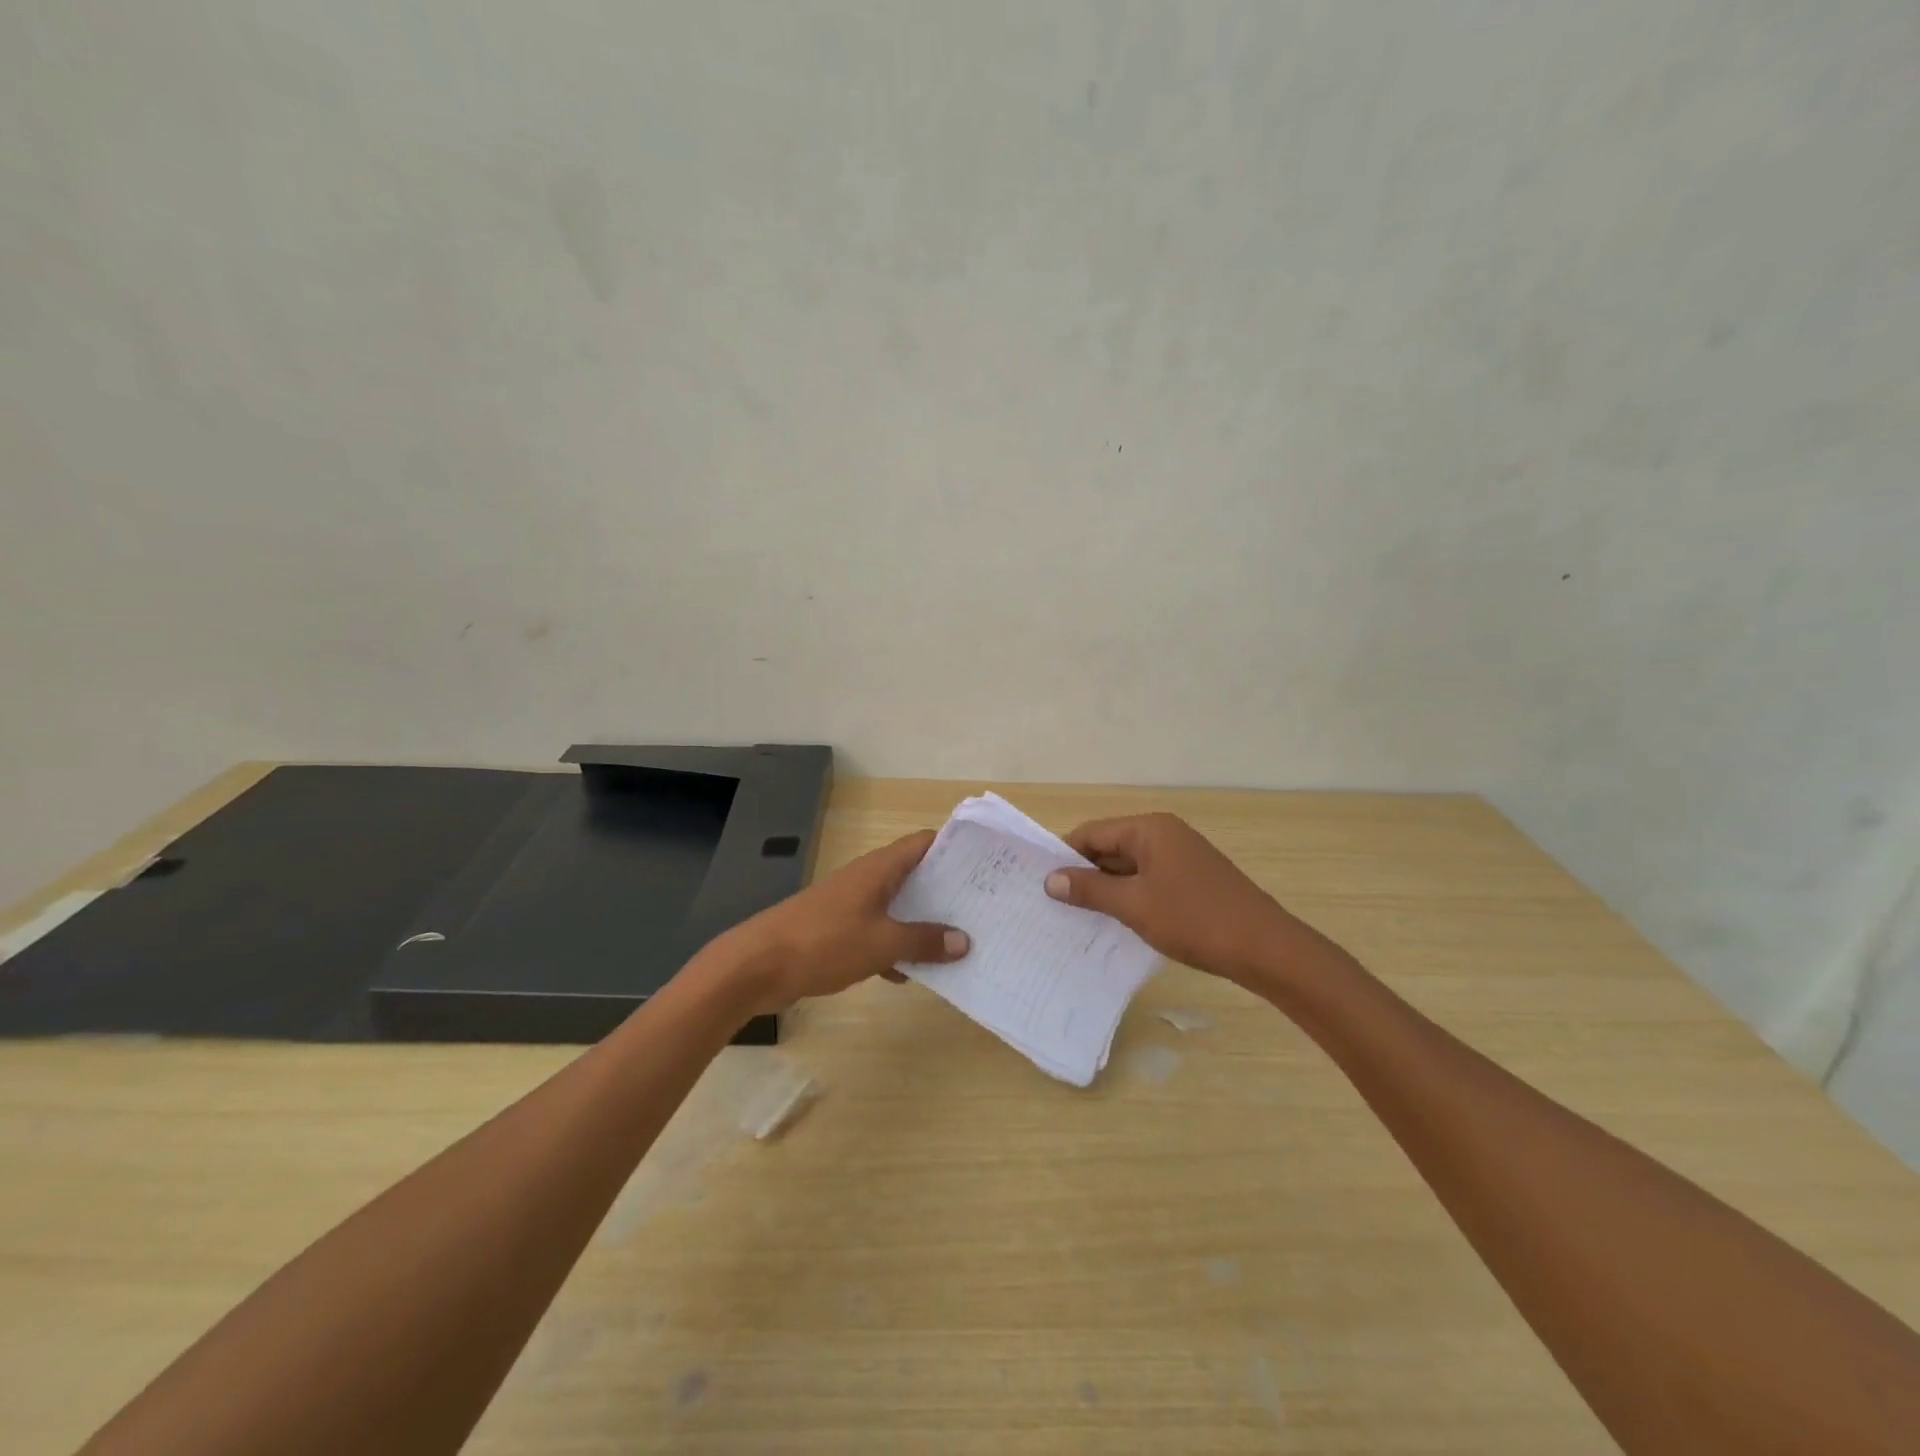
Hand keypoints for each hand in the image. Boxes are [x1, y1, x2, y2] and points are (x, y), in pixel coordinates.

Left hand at [723, 830, 969, 1012]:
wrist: (757, 966)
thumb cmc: (824, 942)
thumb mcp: (882, 943)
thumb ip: (924, 941)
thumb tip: (964, 940)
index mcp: (880, 869)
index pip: (924, 843)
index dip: (954, 848)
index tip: (985, 863)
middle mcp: (867, 880)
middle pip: (915, 875)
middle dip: (946, 891)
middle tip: (983, 907)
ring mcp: (851, 905)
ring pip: (897, 907)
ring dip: (922, 923)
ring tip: (960, 941)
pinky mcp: (838, 932)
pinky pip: (877, 934)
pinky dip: (895, 949)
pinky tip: (911, 975)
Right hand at [1043, 812, 1325, 984]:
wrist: (1265, 948)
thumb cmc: (1194, 919)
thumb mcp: (1134, 905)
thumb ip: (1090, 890)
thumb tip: (1050, 879)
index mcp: (1150, 829)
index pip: (1093, 833)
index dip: (1064, 855)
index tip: (1040, 881)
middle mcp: (1165, 835)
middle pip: (1111, 847)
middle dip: (1084, 874)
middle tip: (1052, 903)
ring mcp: (1182, 858)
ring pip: (1130, 868)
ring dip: (1106, 889)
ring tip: (1076, 917)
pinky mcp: (1193, 881)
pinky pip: (1149, 881)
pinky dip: (1130, 898)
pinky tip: (1115, 922)